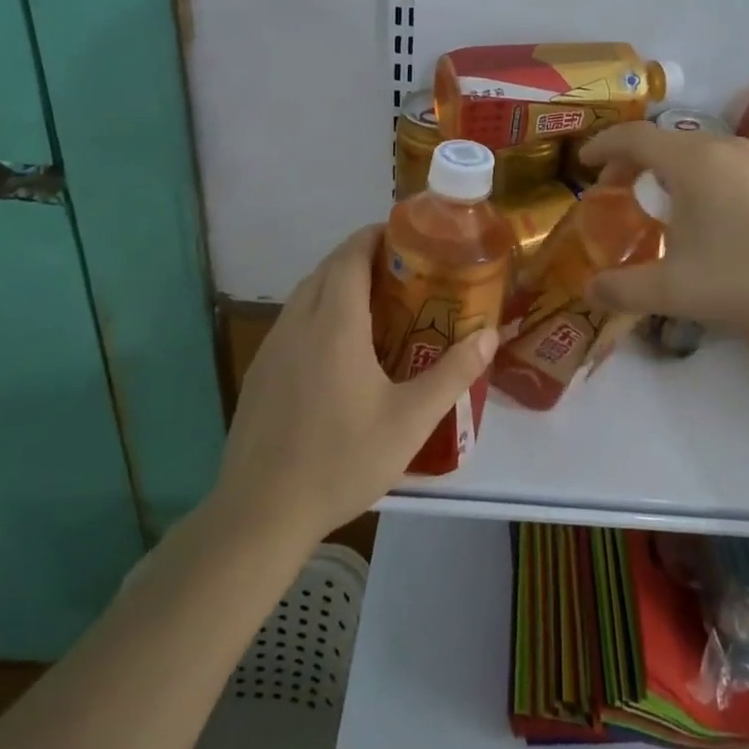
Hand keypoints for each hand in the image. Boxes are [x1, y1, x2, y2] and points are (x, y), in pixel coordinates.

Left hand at [210, 225, 499, 547]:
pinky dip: (318, 309)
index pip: (351, 254)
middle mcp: (298, 322)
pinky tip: (338, 348)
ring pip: (306, 292)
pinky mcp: (260, 371)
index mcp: (334, 323)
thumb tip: (489, 335)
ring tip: (376, 302)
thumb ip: (453, 373)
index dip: (376, 235)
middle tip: (403, 270)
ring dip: (337, 282)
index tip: (406, 235)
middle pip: (328, 267)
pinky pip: (292, 319)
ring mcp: (272, 346)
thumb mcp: (409, 421)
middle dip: (362, 256)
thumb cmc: (340, 460)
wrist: (259, 514)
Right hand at [580, 122, 748, 339]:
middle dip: (633, 162)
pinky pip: (727, 164)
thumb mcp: (675, 290)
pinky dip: (702, 177)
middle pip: (664, 142)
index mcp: (691, 161)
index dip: (602, 147)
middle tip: (617, 191)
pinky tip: (712, 215)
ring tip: (662, 204)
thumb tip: (589, 291)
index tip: (583, 163)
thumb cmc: (747, 278)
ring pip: (698, 152)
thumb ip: (624, 289)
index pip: (633, 138)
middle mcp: (723, 147)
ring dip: (669, 170)